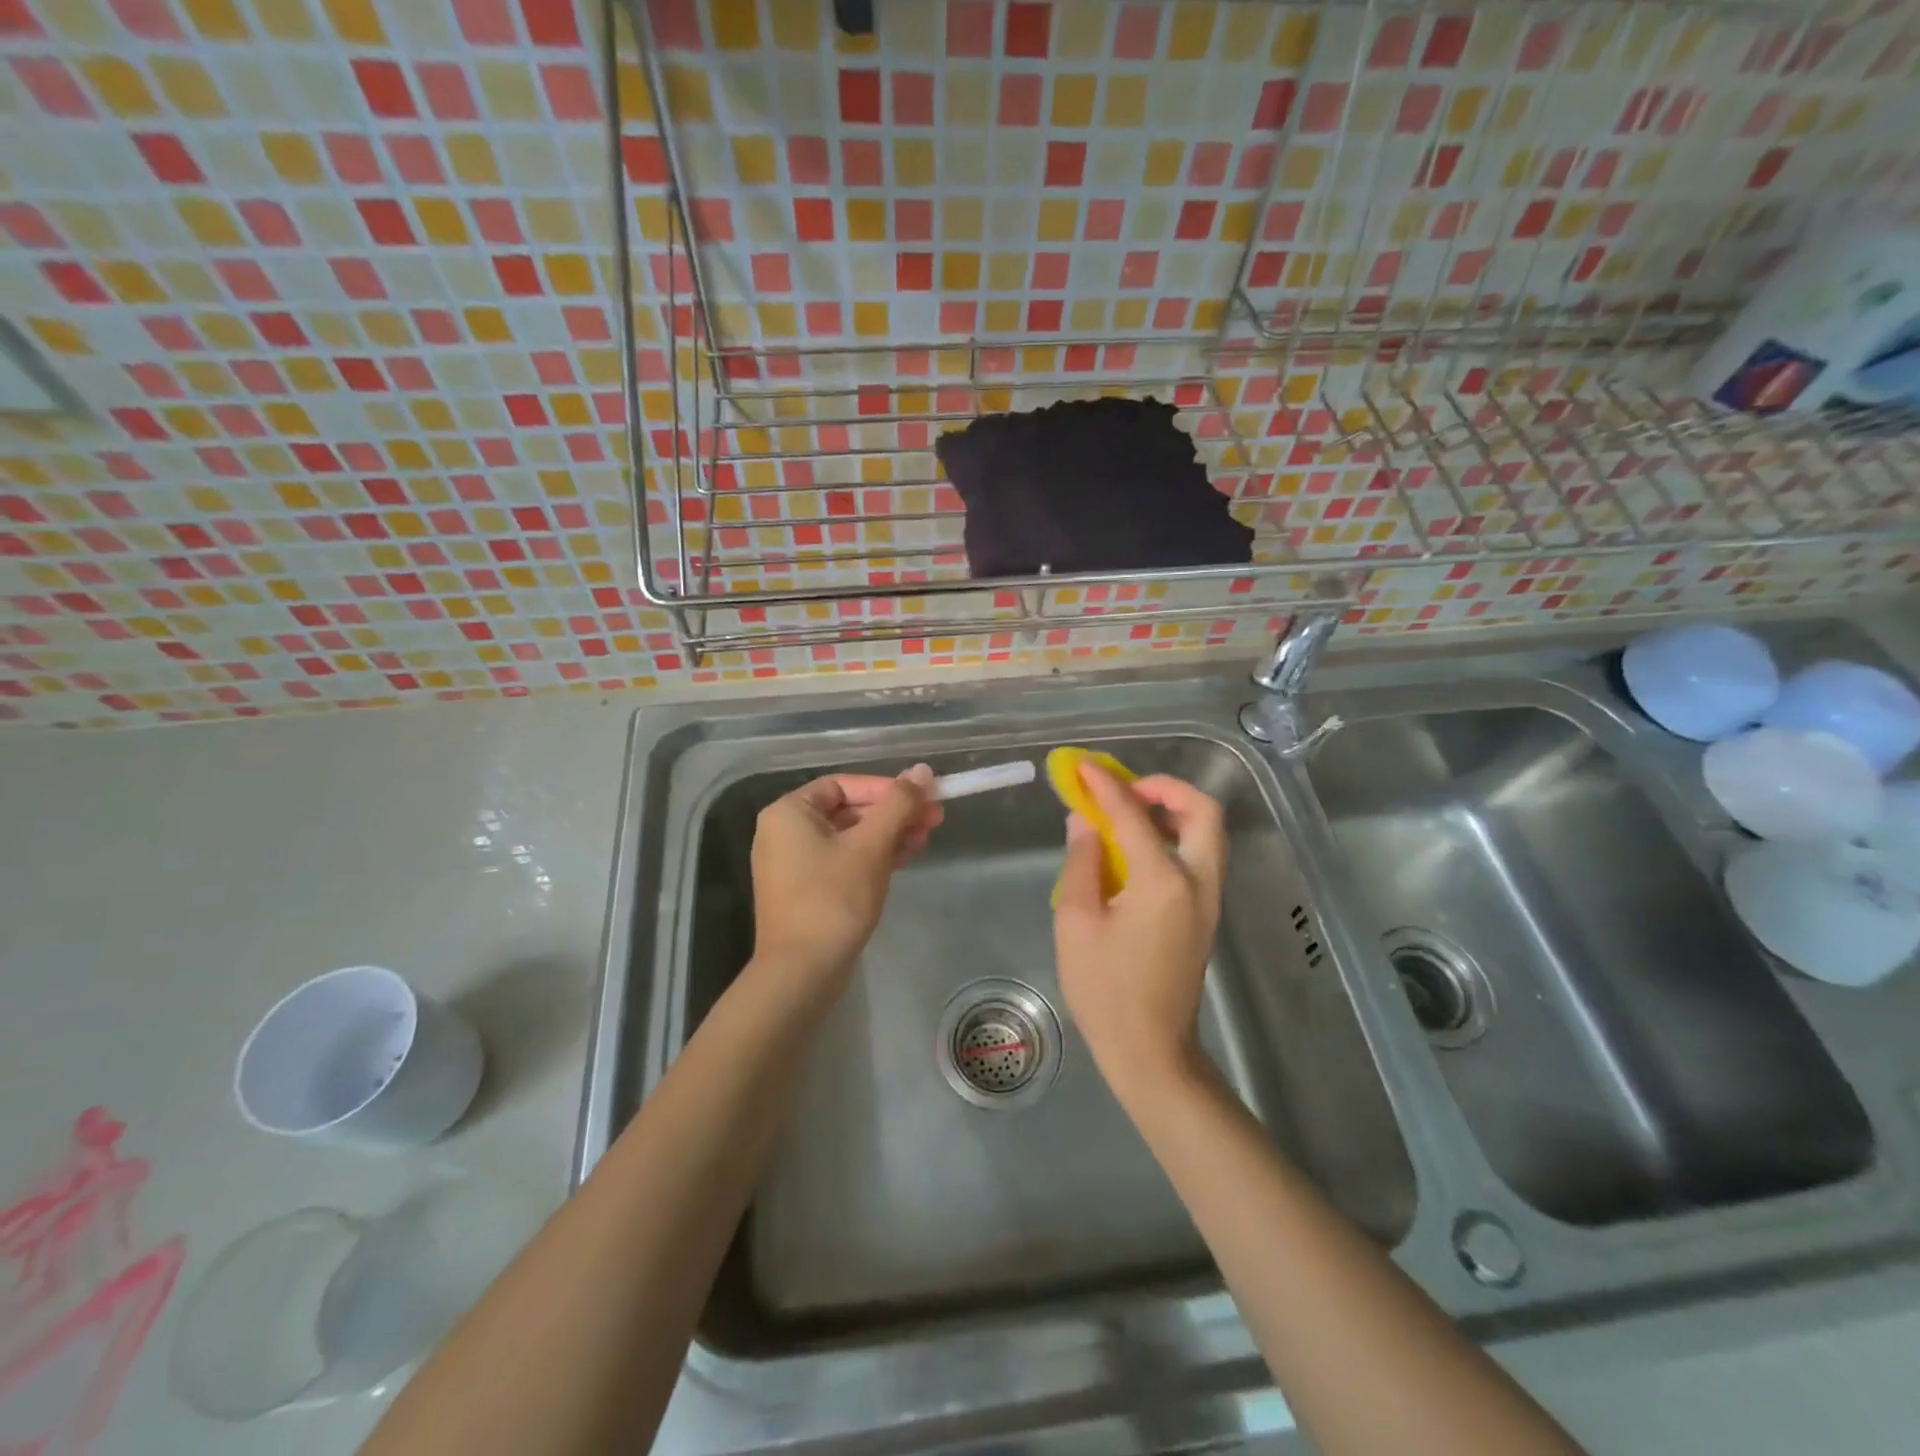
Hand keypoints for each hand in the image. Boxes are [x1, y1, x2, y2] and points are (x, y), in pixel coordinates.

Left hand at [749, 765, 942, 991]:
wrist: (801, 972)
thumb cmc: (834, 899)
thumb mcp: (871, 846)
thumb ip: (898, 804)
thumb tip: (923, 770)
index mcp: (789, 812)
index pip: (845, 784)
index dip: (887, 788)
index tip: (923, 800)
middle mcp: (784, 831)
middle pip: (848, 809)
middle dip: (892, 814)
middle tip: (933, 820)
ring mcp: (792, 863)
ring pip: (848, 836)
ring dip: (887, 835)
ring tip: (923, 843)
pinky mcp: (804, 889)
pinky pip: (841, 859)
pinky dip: (871, 857)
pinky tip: (902, 862)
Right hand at [1053, 766, 1225, 1099]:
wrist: (1151, 1051)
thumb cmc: (1105, 990)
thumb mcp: (1076, 923)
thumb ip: (1082, 863)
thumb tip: (1085, 821)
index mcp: (1163, 880)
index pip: (1134, 815)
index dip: (1106, 786)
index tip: (1083, 767)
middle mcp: (1198, 881)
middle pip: (1202, 811)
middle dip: (1165, 788)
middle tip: (1125, 791)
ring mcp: (1209, 899)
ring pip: (1207, 833)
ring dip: (1173, 811)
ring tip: (1128, 816)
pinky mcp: (1206, 915)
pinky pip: (1200, 857)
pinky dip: (1175, 837)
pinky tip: (1138, 851)